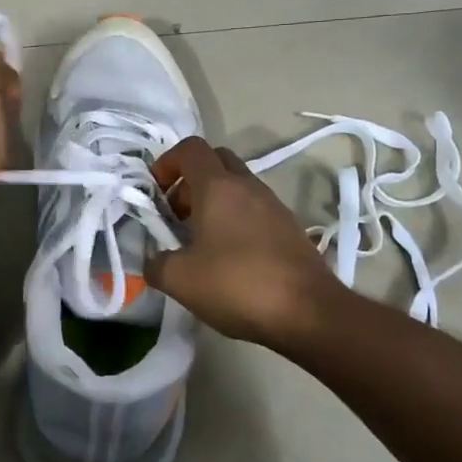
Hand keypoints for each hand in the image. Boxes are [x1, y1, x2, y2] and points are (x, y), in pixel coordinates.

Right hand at [145, 137, 347, 347]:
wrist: (308, 312)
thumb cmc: (238, 285)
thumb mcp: (181, 280)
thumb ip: (157, 264)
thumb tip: (152, 261)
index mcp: (218, 187)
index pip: (191, 149)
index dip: (167, 162)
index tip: (155, 191)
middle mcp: (248, 187)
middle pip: (216, 161)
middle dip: (190, 180)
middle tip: (176, 214)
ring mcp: (274, 206)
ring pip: (237, 187)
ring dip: (214, 203)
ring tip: (199, 241)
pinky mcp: (290, 228)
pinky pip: (255, 210)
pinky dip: (235, 220)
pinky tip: (228, 258)